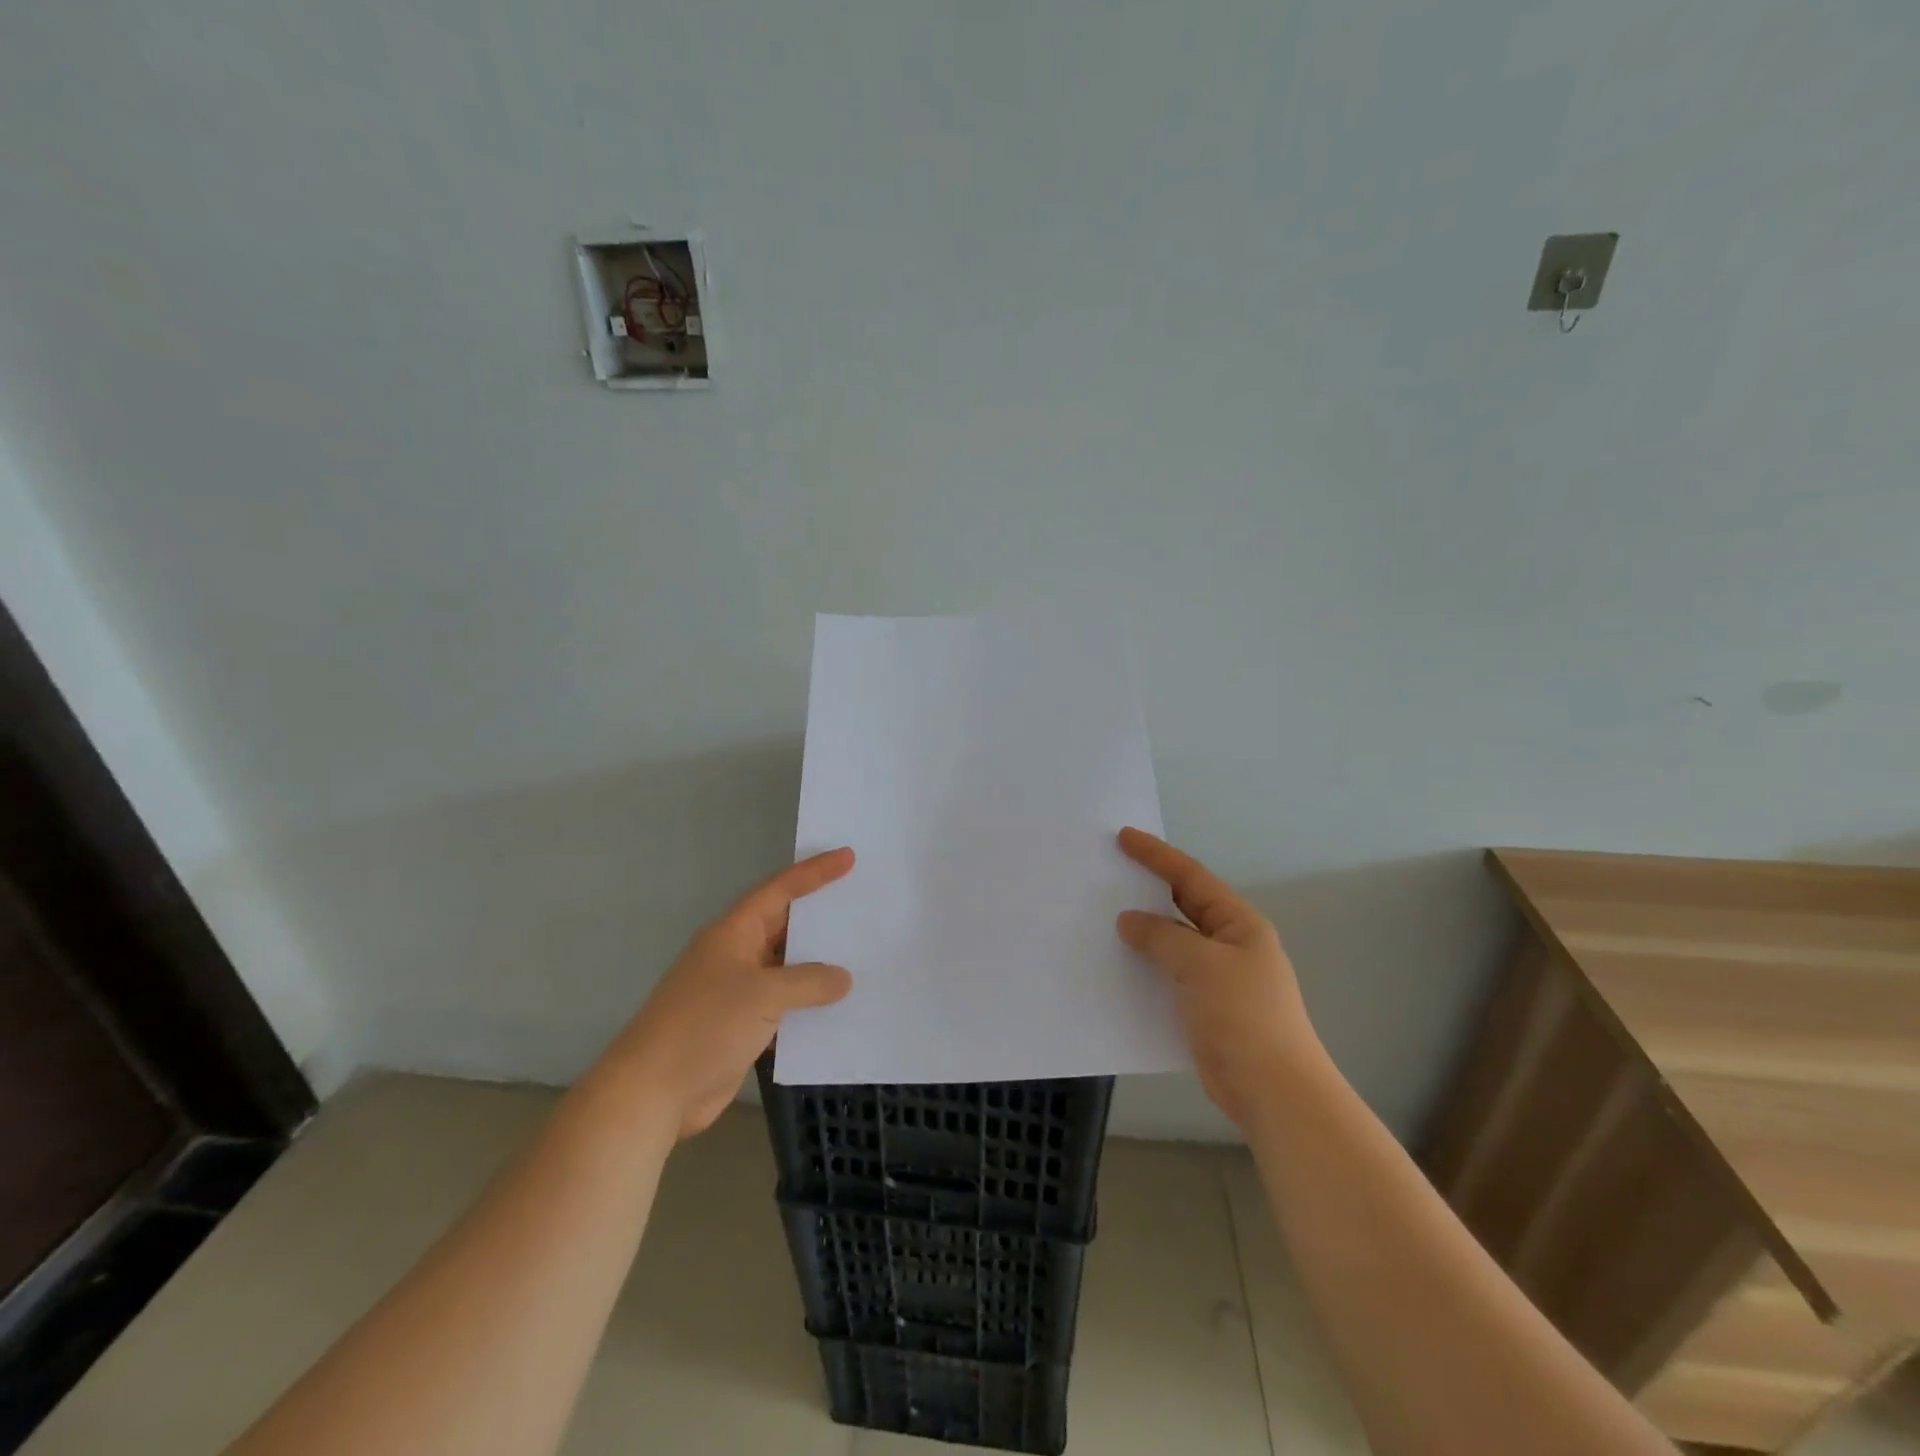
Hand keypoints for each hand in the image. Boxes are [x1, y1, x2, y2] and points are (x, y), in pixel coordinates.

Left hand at [609, 848, 854, 1139]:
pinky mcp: (742, 1027)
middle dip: (821, 917)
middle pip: (785, 926)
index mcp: (734, 932)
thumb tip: (843, 978)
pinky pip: (785, 1005)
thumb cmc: (704, 1027)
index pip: (780, 890)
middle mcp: (736, 955)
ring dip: (819, 965)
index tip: (849, 857)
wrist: (652, 1094)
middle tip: (863, 904)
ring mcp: (738, 992)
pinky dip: (810, 1004)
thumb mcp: (762, 995)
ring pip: (788, 968)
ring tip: (864, 955)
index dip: (815, 873)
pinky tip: (841, 1007)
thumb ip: (808, 982)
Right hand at [1115, 828, 1318, 1128]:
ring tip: (1102, 916)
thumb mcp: (1201, 965)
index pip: (1192, 878)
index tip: (1124, 838)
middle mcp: (1229, 944)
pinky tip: (1117, 966)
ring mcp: (1218, 978)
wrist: (1274, 1091)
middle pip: (1182, 906)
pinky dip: (1144, 966)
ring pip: (1172, 942)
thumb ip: (1161, 937)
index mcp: (1238, 924)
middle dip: (1148, 890)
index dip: (1158, 855)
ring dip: (1142, 931)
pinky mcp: (1204, 1008)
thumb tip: (1129, 921)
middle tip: (1109, 874)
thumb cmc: (1244, 1017)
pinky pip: (1168, 975)